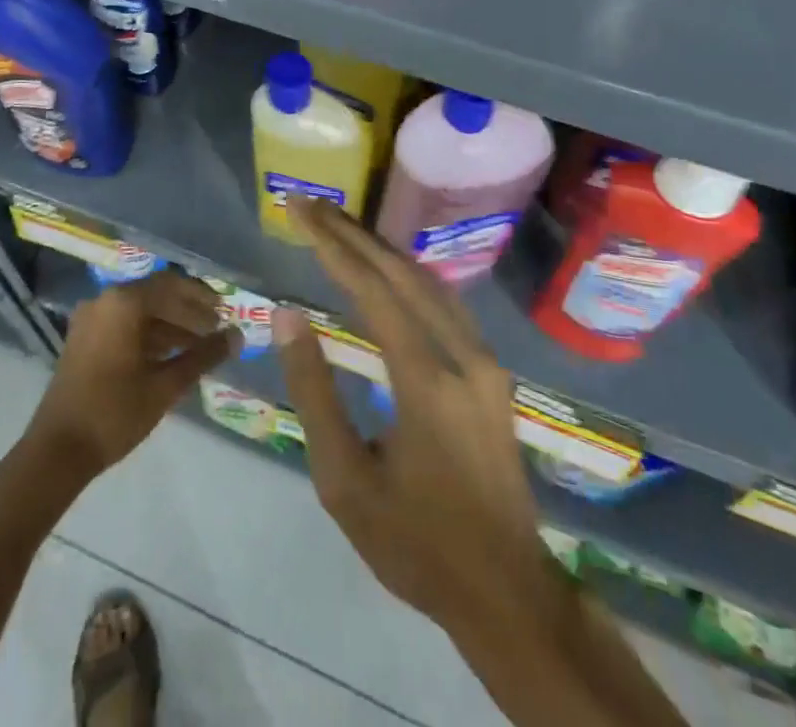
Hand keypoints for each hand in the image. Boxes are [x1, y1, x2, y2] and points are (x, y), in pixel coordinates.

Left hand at [24, 272, 235, 480]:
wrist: (57, 451)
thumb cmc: (114, 413)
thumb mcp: (165, 386)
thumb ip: (203, 356)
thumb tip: (237, 337)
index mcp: (123, 303)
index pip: (172, 285)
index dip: (201, 298)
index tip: (225, 313)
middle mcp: (105, 301)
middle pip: (156, 295)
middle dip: (188, 312)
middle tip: (216, 330)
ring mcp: (91, 319)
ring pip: (140, 311)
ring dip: (170, 325)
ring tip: (199, 346)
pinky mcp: (84, 339)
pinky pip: (123, 324)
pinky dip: (148, 334)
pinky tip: (170, 355)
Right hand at [274, 198, 560, 636]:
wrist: (506, 591)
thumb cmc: (415, 542)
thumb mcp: (344, 481)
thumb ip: (314, 392)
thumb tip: (288, 315)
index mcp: (427, 381)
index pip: (373, 290)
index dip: (332, 245)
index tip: (299, 210)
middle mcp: (464, 355)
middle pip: (402, 273)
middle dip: (352, 234)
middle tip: (311, 205)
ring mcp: (484, 361)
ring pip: (428, 282)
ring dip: (380, 249)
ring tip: (338, 226)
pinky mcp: (491, 372)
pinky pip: (443, 303)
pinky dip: (405, 275)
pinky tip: (383, 270)